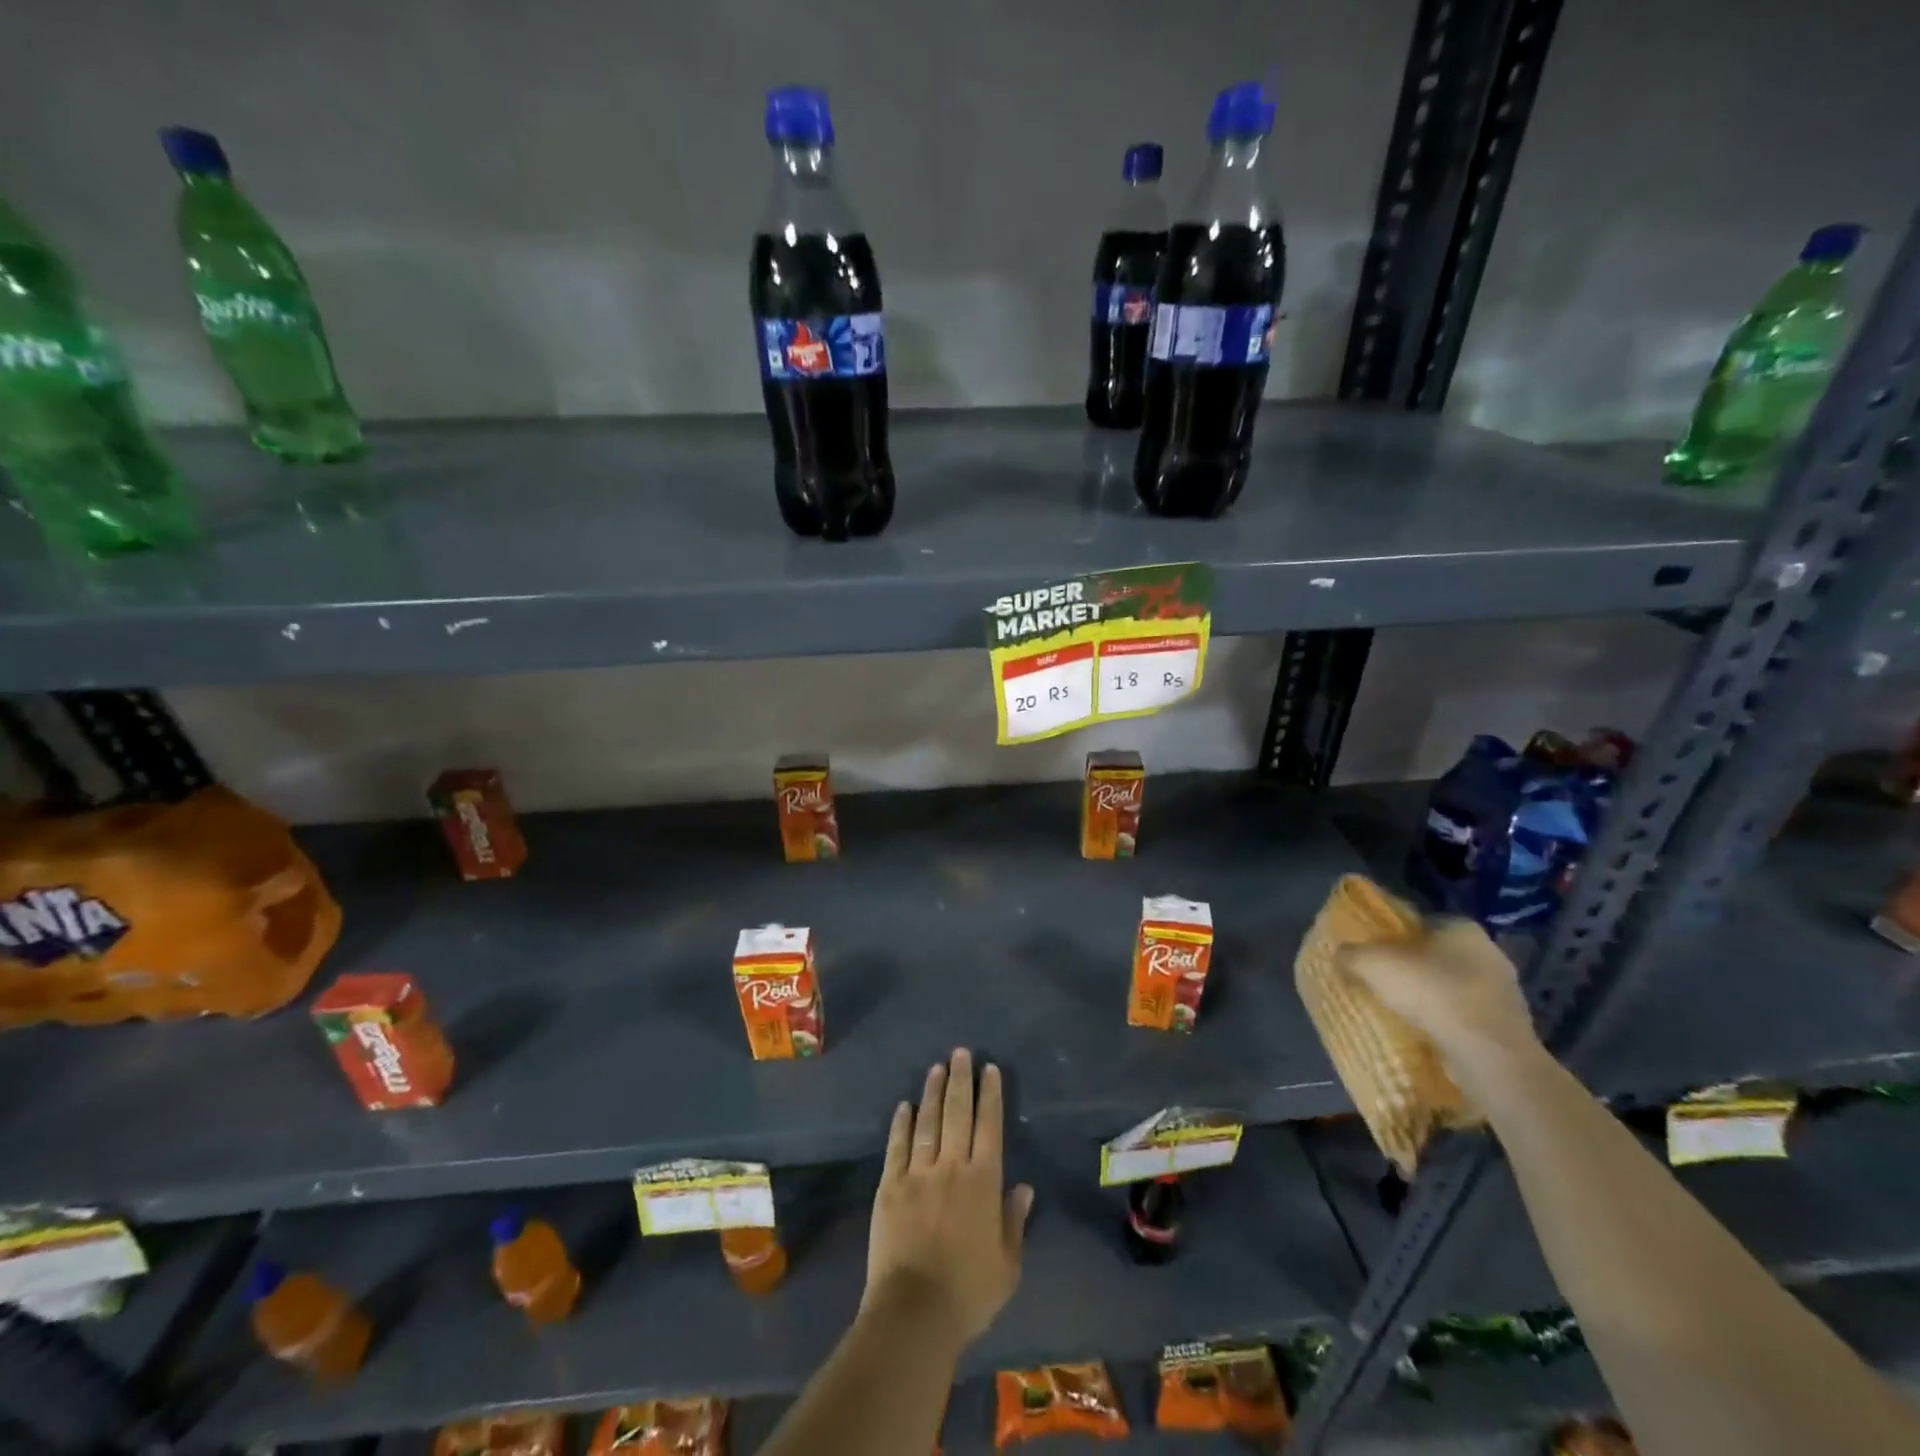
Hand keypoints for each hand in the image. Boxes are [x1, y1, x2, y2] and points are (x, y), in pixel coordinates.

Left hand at [862, 1048, 1033, 1349]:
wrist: (915, 1312)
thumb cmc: (969, 1292)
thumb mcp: (1007, 1264)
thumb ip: (1014, 1221)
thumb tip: (1024, 1187)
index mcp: (983, 1182)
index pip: (989, 1126)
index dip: (990, 1095)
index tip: (989, 1069)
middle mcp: (952, 1166)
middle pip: (957, 1113)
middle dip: (960, 1080)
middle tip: (960, 1053)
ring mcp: (918, 1173)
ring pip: (927, 1122)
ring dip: (932, 1092)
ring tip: (936, 1068)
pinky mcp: (890, 1186)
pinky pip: (897, 1146)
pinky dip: (901, 1123)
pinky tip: (904, 1106)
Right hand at [1337, 919, 1540, 1082]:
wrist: (1488, 1054)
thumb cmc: (1431, 992)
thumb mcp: (1372, 964)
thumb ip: (1350, 954)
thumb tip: (1340, 956)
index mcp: (1461, 926)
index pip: (1421, 923)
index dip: (1395, 938)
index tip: (1376, 956)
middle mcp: (1489, 951)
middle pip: (1438, 955)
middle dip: (1414, 968)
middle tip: (1385, 984)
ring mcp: (1506, 991)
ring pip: (1455, 987)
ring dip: (1433, 998)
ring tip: (1404, 1013)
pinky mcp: (1510, 1026)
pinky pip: (1468, 1017)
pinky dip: (1449, 1023)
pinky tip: (1429, 1035)